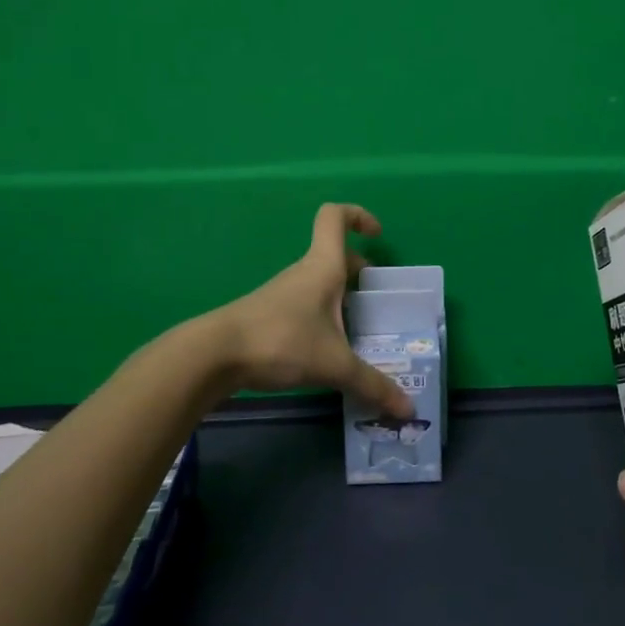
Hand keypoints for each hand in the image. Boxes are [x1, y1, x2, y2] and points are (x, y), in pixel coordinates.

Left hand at [220, 204, 414, 419]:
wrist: (215, 356)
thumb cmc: (281, 341)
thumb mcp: (334, 364)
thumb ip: (373, 385)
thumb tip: (409, 409)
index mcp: (324, 268)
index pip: (335, 217)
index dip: (358, 215)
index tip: (377, 235)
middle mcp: (304, 274)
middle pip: (336, 257)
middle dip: (360, 273)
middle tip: (379, 302)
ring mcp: (284, 294)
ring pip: (321, 285)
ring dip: (342, 300)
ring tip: (360, 333)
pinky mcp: (270, 316)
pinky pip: (307, 307)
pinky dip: (323, 320)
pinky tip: (329, 352)